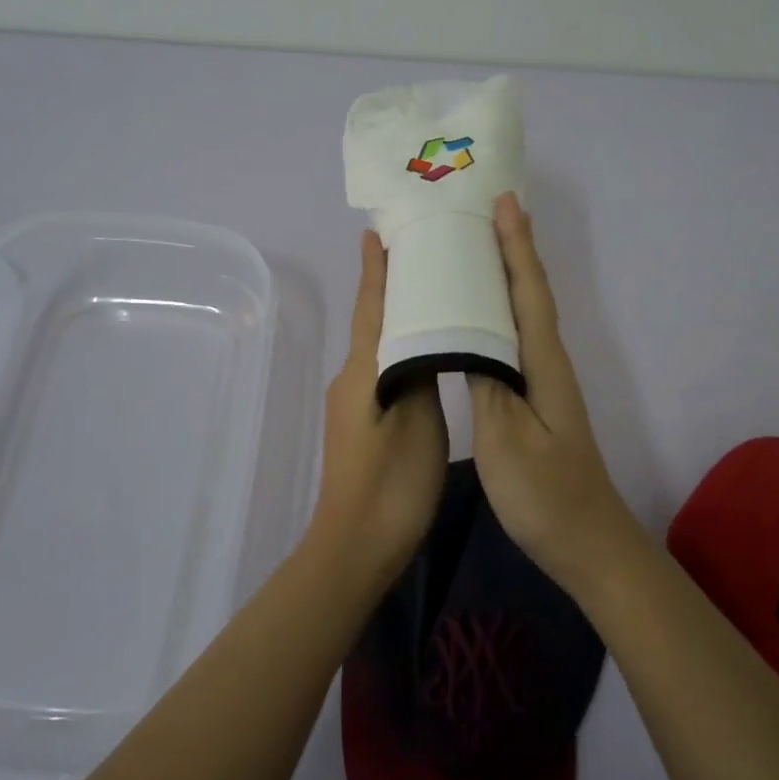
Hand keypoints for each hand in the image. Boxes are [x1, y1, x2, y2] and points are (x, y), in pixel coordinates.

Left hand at [310, 231, 448, 581]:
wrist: (356, 547)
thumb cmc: (392, 483)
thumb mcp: (418, 421)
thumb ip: (421, 372)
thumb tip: (424, 335)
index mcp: (363, 371)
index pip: (371, 307)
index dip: (375, 270)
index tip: (374, 232)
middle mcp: (352, 378)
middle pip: (372, 320)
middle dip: (387, 285)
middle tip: (414, 253)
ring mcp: (353, 402)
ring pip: (377, 345)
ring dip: (395, 316)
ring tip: (427, 293)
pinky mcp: (360, 423)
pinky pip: (381, 369)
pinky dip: (399, 347)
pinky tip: (421, 350)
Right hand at [470, 193, 641, 594]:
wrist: (588, 545)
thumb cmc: (545, 494)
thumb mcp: (506, 439)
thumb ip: (486, 382)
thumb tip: (467, 334)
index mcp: (543, 364)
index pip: (530, 291)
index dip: (517, 247)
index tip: (505, 203)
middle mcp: (548, 363)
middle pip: (530, 293)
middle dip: (513, 249)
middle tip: (486, 212)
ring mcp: (544, 383)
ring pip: (523, 315)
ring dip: (505, 277)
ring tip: (475, 251)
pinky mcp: (534, 401)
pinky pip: (514, 340)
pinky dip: (498, 314)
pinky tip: (477, 320)